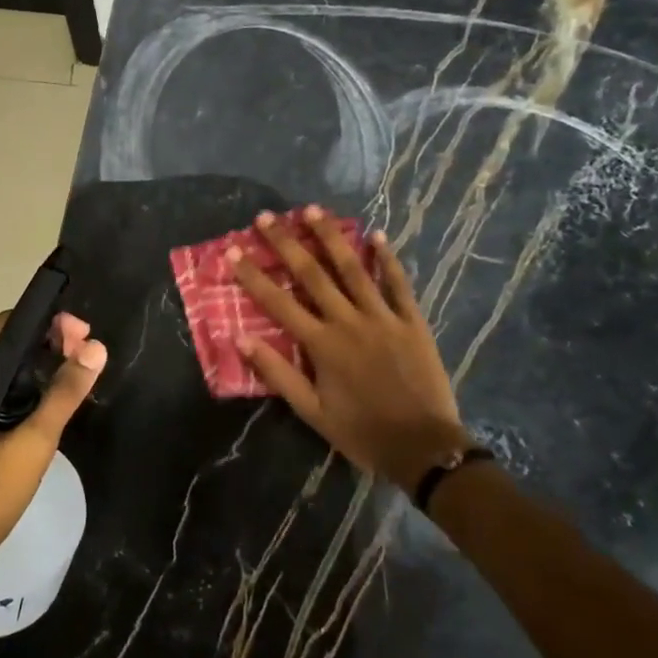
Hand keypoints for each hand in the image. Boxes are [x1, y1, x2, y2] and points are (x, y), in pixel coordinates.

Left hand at [0, 310, 106, 593]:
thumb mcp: (31, 446)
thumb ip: (63, 395)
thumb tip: (96, 349)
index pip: (5, 327)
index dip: (47, 324)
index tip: (84, 337)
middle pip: (0, 346)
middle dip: (45, 345)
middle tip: (87, 357)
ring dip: (34, 369)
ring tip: (74, 376)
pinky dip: (18, 391)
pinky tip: (45, 405)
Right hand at [229, 206, 466, 493]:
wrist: (424, 447)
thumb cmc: (361, 432)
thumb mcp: (311, 411)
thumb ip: (278, 373)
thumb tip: (242, 339)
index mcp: (322, 344)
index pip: (278, 302)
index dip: (253, 275)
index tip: (233, 250)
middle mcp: (349, 321)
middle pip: (313, 274)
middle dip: (286, 243)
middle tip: (266, 216)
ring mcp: (383, 318)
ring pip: (354, 269)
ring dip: (330, 237)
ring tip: (312, 210)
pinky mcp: (413, 322)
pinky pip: (399, 284)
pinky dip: (387, 258)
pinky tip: (375, 234)